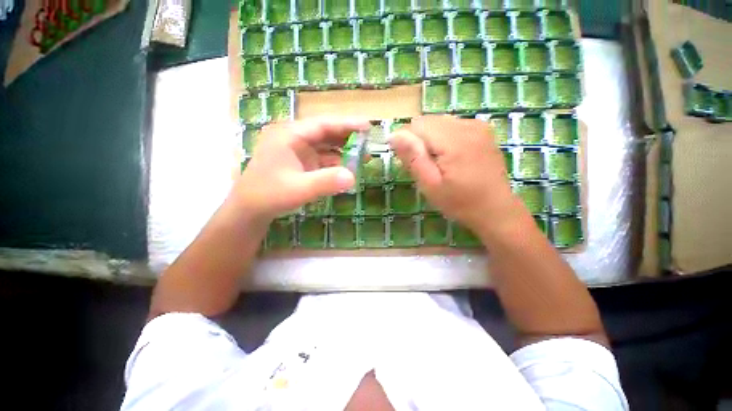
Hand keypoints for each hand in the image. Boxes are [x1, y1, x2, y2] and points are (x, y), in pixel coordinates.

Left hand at [234, 117, 369, 221]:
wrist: (249, 210)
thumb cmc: (269, 195)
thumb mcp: (298, 189)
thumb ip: (325, 182)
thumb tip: (353, 177)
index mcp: (289, 135)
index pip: (322, 124)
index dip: (346, 124)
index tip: (367, 126)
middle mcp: (293, 138)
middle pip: (325, 132)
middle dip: (347, 137)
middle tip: (368, 142)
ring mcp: (296, 151)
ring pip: (324, 145)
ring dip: (342, 150)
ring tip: (362, 155)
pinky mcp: (300, 162)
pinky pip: (321, 158)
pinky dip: (335, 162)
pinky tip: (347, 167)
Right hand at [390, 116, 527, 237]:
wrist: (495, 209)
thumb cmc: (459, 202)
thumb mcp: (430, 185)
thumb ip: (413, 158)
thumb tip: (395, 135)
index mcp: (453, 141)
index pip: (417, 125)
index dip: (406, 141)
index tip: (407, 161)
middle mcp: (467, 126)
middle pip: (428, 121)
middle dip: (419, 140)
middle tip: (423, 165)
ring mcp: (478, 126)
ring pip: (440, 122)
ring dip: (431, 139)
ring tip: (437, 162)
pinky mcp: (483, 131)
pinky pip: (453, 125)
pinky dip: (444, 138)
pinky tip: (449, 157)